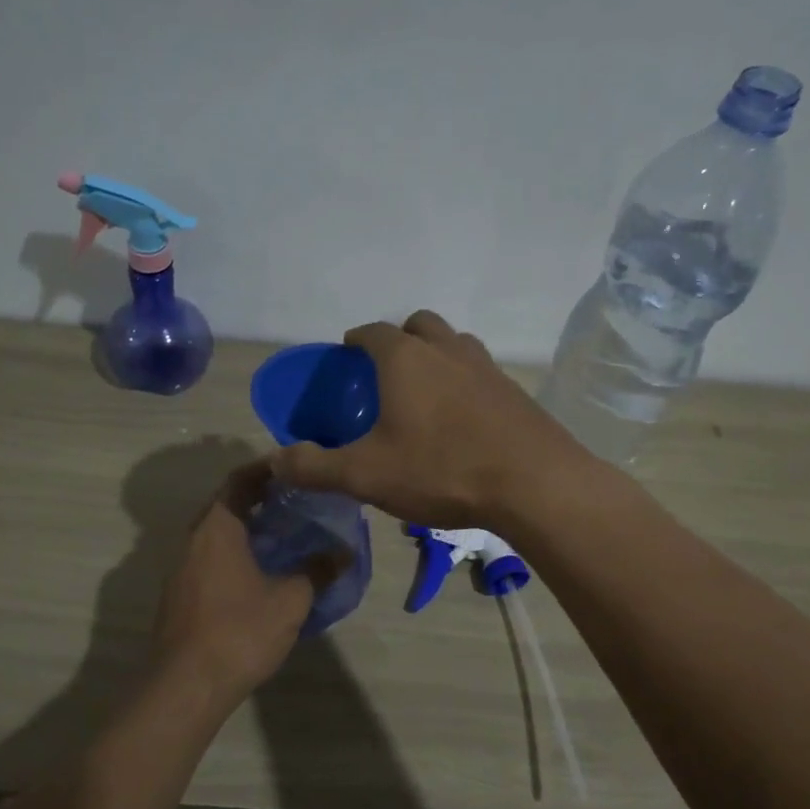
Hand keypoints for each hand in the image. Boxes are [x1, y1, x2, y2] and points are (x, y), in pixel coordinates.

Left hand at [149, 462, 345, 709]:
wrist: (185, 686)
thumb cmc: (239, 632)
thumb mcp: (290, 601)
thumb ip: (317, 571)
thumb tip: (344, 552)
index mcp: (217, 528)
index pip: (239, 480)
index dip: (266, 469)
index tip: (293, 468)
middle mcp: (193, 540)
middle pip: (226, 505)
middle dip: (260, 499)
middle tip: (297, 501)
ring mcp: (181, 569)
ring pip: (217, 534)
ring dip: (247, 529)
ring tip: (285, 535)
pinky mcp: (179, 595)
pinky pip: (209, 558)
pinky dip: (235, 553)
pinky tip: (260, 573)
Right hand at [266, 310, 590, 530]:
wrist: (534, 484)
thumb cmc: (441, 469)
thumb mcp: (365, 475)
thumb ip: (314, 467)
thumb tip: (275, 460)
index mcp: (405, 359)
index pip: (372, 332)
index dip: (355, 340)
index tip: (346, 354)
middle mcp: (447, 350)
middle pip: (419, 324)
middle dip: (399, 338)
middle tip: (386, 371)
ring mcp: (486, 367)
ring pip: (455, 344)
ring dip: (436, 355)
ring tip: (424, 392)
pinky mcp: (514, 391)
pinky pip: (481, 372)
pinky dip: (464, 382)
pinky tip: (461, 420)